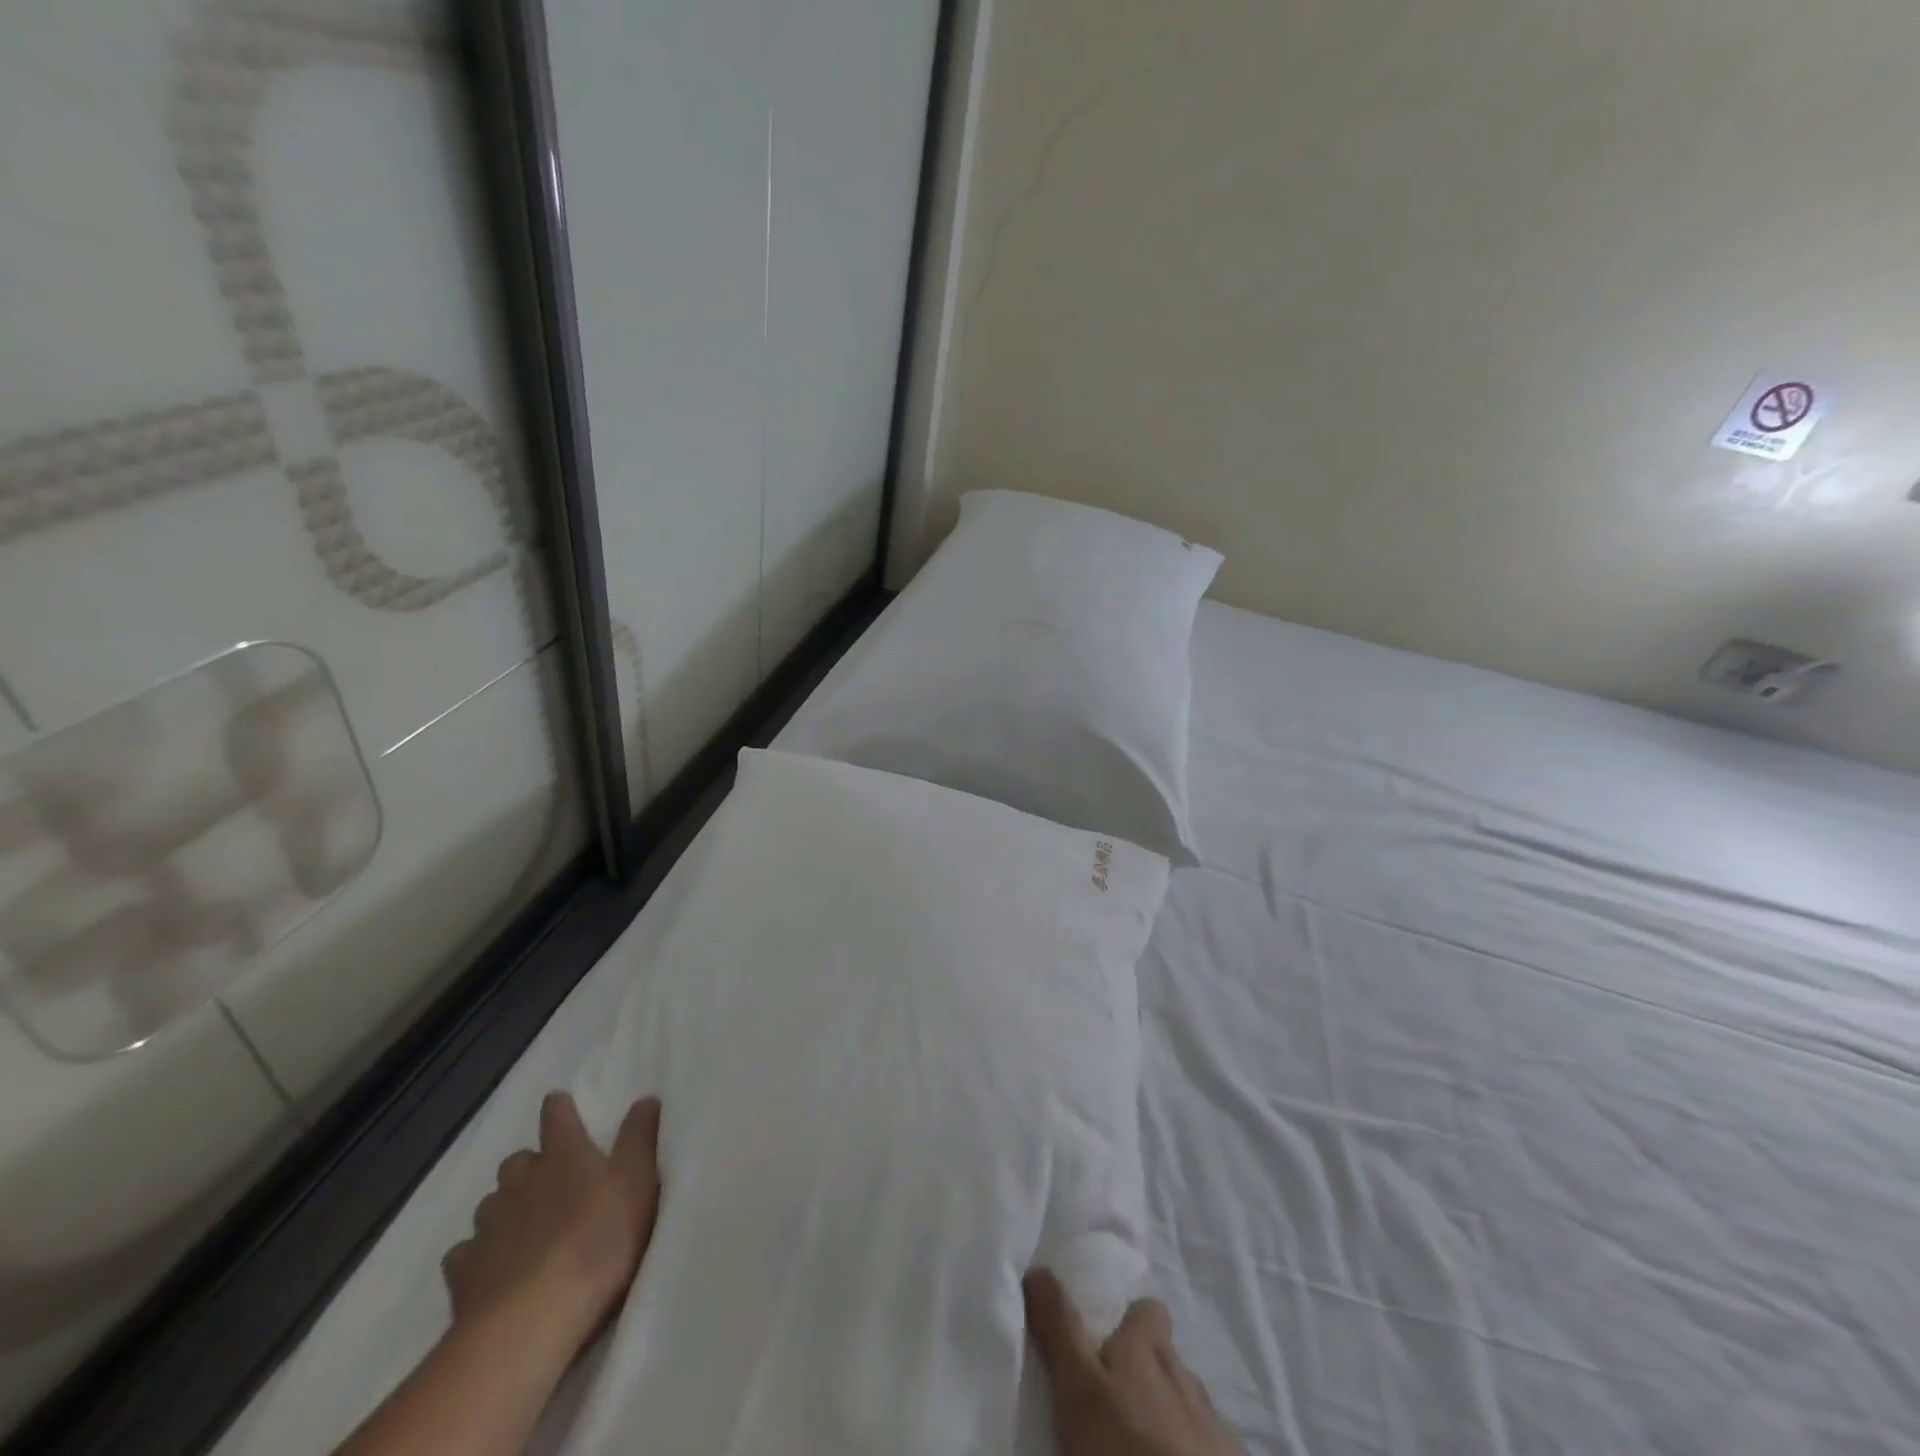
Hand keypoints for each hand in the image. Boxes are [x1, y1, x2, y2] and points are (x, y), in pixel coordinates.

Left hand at [442, 1093, 661, 1359]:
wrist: (533, 1319)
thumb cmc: (599, 1241)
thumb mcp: (637, 1184)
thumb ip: (640, 1139)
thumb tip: (646, 1097)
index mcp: (564, 1155)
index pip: (556, 1116)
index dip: (559, 1109)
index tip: (561, 1106)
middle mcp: (520, 1181)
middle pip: (517, 1161)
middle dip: (530, 1167)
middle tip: (550, 1183)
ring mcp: (487, 1226)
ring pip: (490, 1204)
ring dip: (505, 1208)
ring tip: (523, 1228)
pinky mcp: (462, 1272)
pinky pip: (464, 1252)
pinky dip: (476, 1253)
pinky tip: (489, 1267)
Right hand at [1023, 1268, 1244, 1455]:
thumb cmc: (1127, 1445)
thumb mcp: (1080, 1387)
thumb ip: (1060, 1329)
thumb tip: (1035, 1268)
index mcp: (1149, 1347)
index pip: (1147, 1310)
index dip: (1130, 1319)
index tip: (1107, 1338)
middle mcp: (1186, 1372)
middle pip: (1166, 1357)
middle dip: (1146, 1369)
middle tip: (1113, 1399)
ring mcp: (1214, 1423)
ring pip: (1187, 1402)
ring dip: (1167, 1412)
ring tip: (1138, 1437)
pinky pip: (1208, 1443)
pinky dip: (1190, 1448)